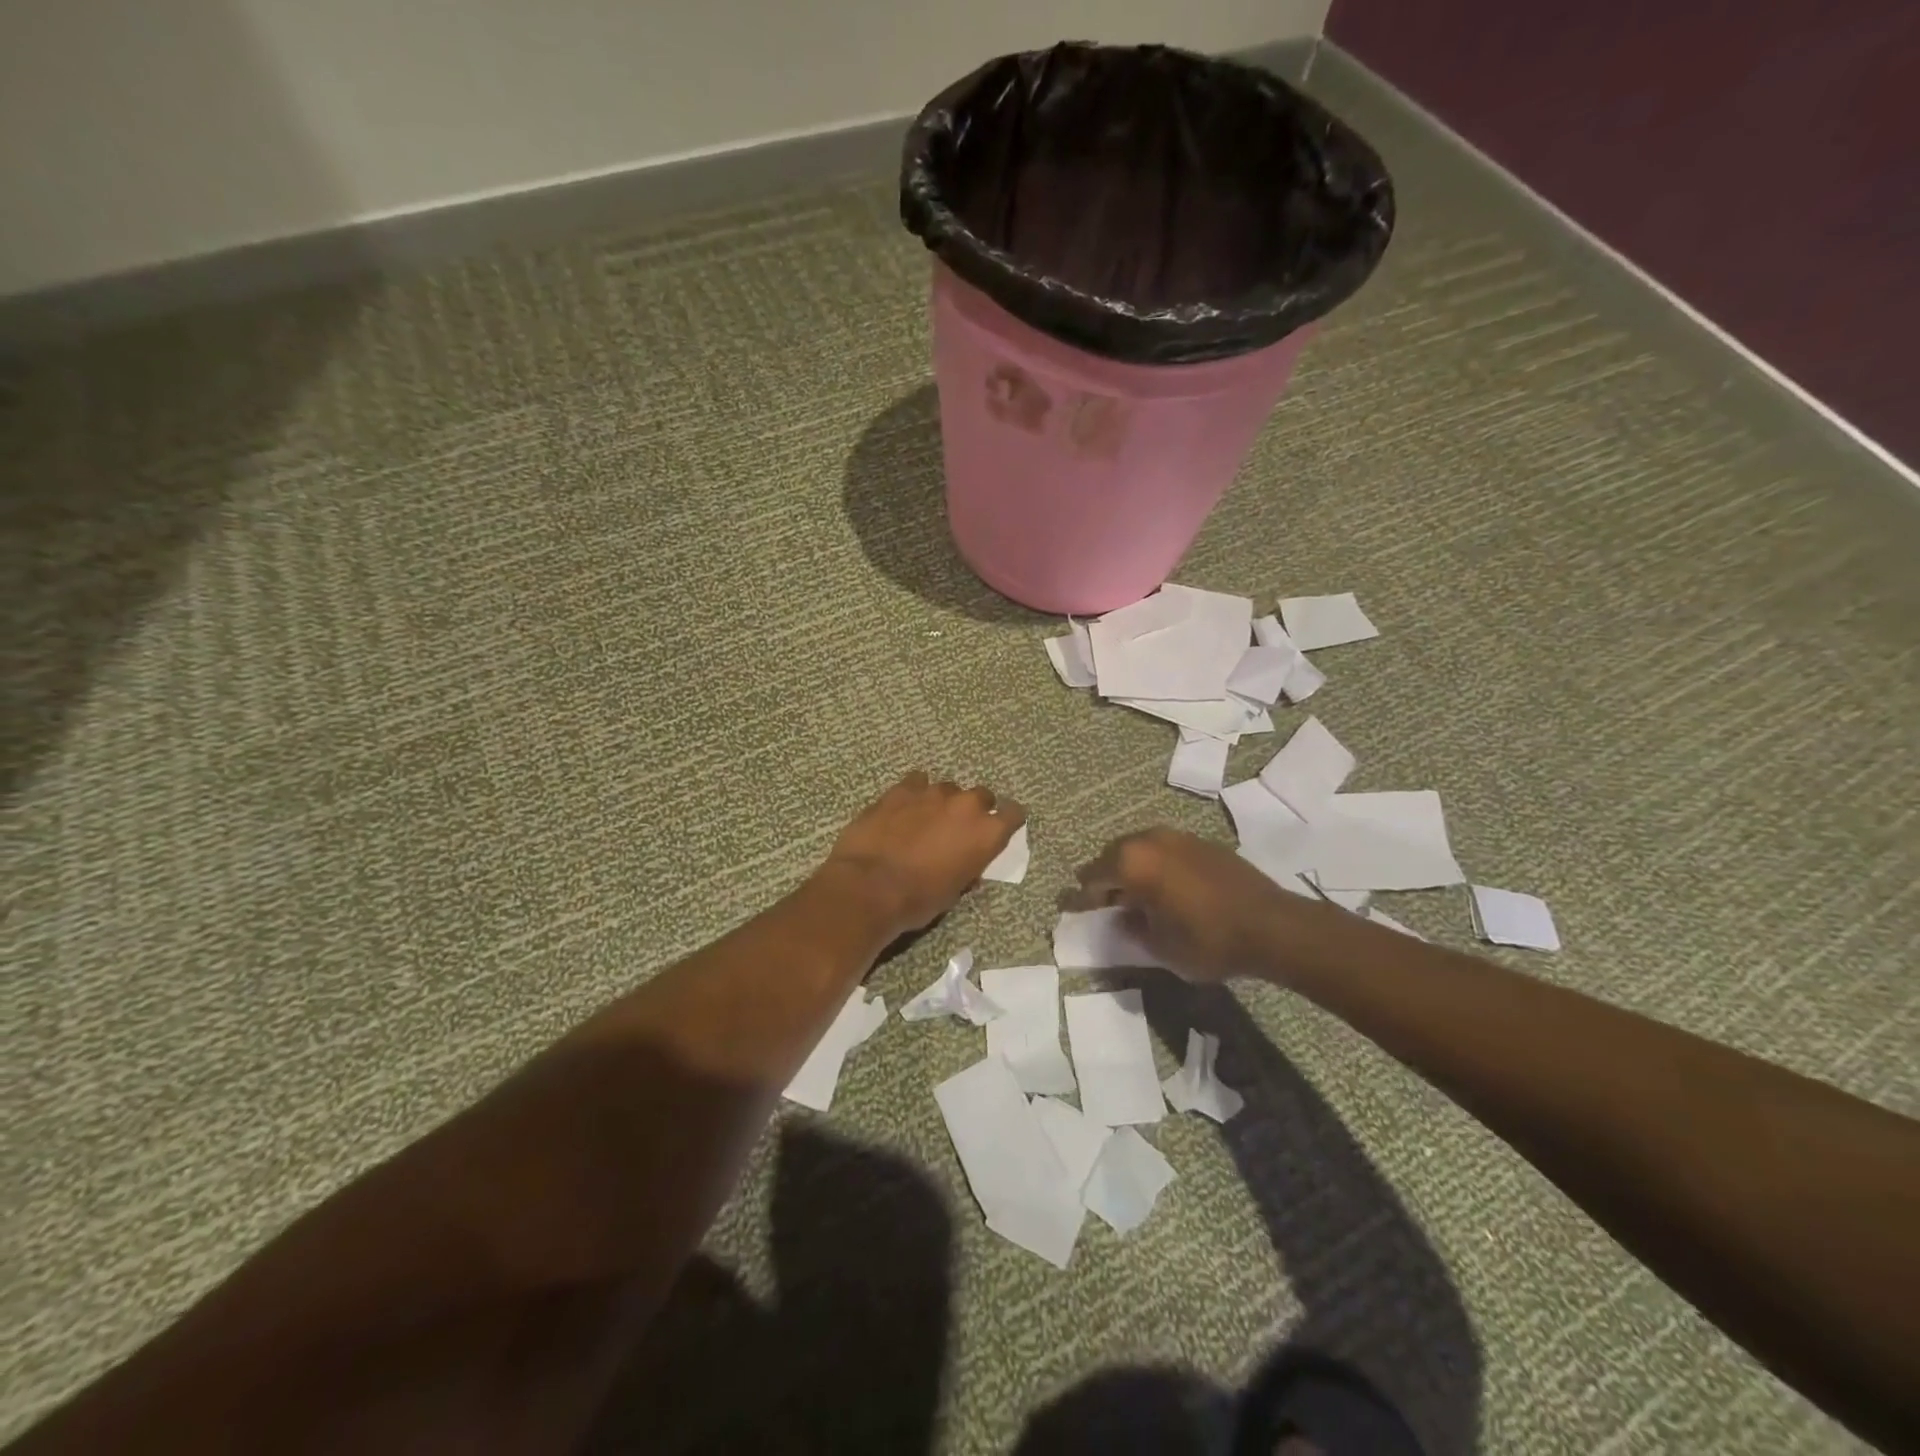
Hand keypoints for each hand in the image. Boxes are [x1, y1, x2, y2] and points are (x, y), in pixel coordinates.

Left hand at [824, 773, 1024, 938]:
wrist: (869, 886)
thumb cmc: (918, 899)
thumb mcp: (953, 892)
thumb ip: (967, 869)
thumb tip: (967, 866)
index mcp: (986, 833)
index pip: (1013, 813)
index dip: (1008, 820)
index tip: (1001, 828)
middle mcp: (965, 805)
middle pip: (981, 796)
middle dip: (974, 809)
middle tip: (959, 828)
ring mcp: (932, 793)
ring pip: (948, 788)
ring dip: (943, 802)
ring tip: (928, 819)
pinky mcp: (901, 789)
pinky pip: (917, 782)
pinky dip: (915, 792)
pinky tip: (905, 806)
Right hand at [1073, 827, 1319, 982]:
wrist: (1272, 926)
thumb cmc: (1207, 939)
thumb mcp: (1159, 946)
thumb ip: (1132, 928)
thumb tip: (1121, 916)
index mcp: (1132, 862)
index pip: (1092, 877)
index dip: (1080, 897)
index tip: (1071, 908)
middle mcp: (1149, 840)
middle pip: (1113, 856)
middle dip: (1105, 879)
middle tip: (1103, 903)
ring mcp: (1178, 837)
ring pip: (1140, 850)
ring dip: (1132, 869)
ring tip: (1135, 896)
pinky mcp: (1202, 843)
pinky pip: (1164, 851)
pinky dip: (1156, 866)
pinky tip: (1166, 888)